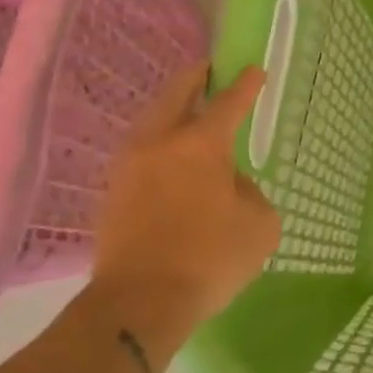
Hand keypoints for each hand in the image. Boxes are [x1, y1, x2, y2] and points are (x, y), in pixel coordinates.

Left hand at [89, 63, 280, 338]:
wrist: (140, 302)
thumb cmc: (210, 258)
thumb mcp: (259, 225)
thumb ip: (249, 193)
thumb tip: (228, 186)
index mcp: (200, 144)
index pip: (228, 103)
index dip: (244, 85)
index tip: (253, 70)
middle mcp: (159, 143)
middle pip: (175, 95)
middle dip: (195, 78)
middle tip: (208, 70)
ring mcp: (129, 167)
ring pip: (151, 121)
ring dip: (171, 108)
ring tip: (188, 110)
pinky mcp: (113, 193)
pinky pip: (140, 151)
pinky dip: (158, 141)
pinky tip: (170, 155)